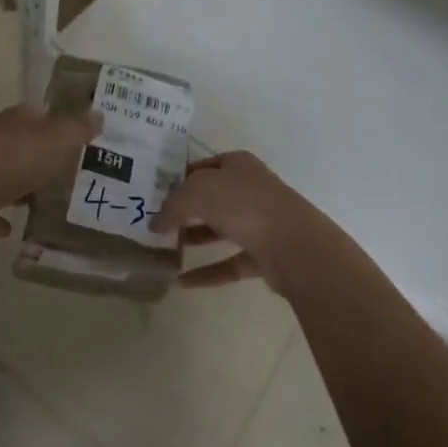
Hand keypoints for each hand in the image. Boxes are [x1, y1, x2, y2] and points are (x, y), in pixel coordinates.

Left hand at [0, 105, 99, 242]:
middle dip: (49, 159)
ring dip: (25, 187)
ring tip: (51, 205)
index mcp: (22, 120)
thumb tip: (99, 114)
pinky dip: (0, 216)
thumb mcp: (54, 141)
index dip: (68, 127)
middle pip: (30, 146)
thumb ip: (77, 129)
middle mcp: (0, 138)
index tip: (89, 145)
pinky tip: (13, 231)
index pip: (48, 116)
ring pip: (10, 175)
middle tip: (78, 178)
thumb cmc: (9, 161)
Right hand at [150, 150, 334, 292]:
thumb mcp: (197, 193)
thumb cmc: (244, 205)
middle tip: (154, 223)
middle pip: (210, 198)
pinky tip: (181, 282)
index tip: (153, 196)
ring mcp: (259, 222)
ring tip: (163, 249)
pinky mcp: (263, 254)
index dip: (177, 179)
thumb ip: (173, 205)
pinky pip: (228, 262)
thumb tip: (155, 223)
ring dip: (194, 238)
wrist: (294, 245)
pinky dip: (207, 272)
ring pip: (220, 229)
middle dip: (184, 210)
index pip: (201, 167)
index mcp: (237, 164)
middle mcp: (249, 189)